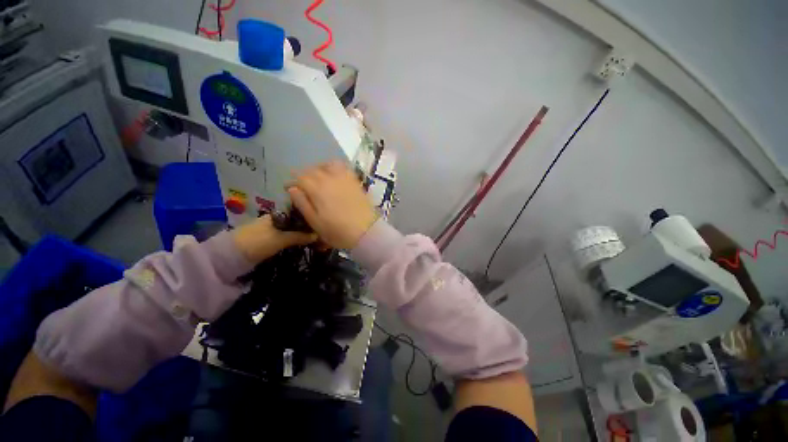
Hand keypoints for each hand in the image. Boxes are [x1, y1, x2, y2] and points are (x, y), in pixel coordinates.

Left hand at [233, 215, 316, 262]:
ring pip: (293, 230)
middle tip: (322, 233)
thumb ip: (299, 236)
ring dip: (303, 234)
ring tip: (317, 239)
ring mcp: (274, 229)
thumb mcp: (281, 239)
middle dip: (308, 227)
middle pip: (297, 221)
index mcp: (279, 214)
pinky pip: (288, 237)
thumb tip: (318, 235)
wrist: (232, 256)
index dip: (311, 217)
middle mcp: (277, 219)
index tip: (322, 223)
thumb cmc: (258, 242)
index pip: (299, 212)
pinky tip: (305, 243)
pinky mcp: (271, 239)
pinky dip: (296, 240)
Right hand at [287, 161, 376, 248]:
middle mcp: (330, 179)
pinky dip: (335, 168)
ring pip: (328, 165)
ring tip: (318, 178)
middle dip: (304, 175)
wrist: (367, 232)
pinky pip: (344, 167)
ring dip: (320, 168)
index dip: (292, 182)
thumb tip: (292, 188)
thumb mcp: (315, 222)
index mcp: (317, 189)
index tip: (289, 188)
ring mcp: (344, 178)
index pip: (300, 178)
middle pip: (312, 170)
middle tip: (303, 185)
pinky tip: (334, 176)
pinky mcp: (355, 181)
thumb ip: (302, 204)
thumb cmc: (338, 231)